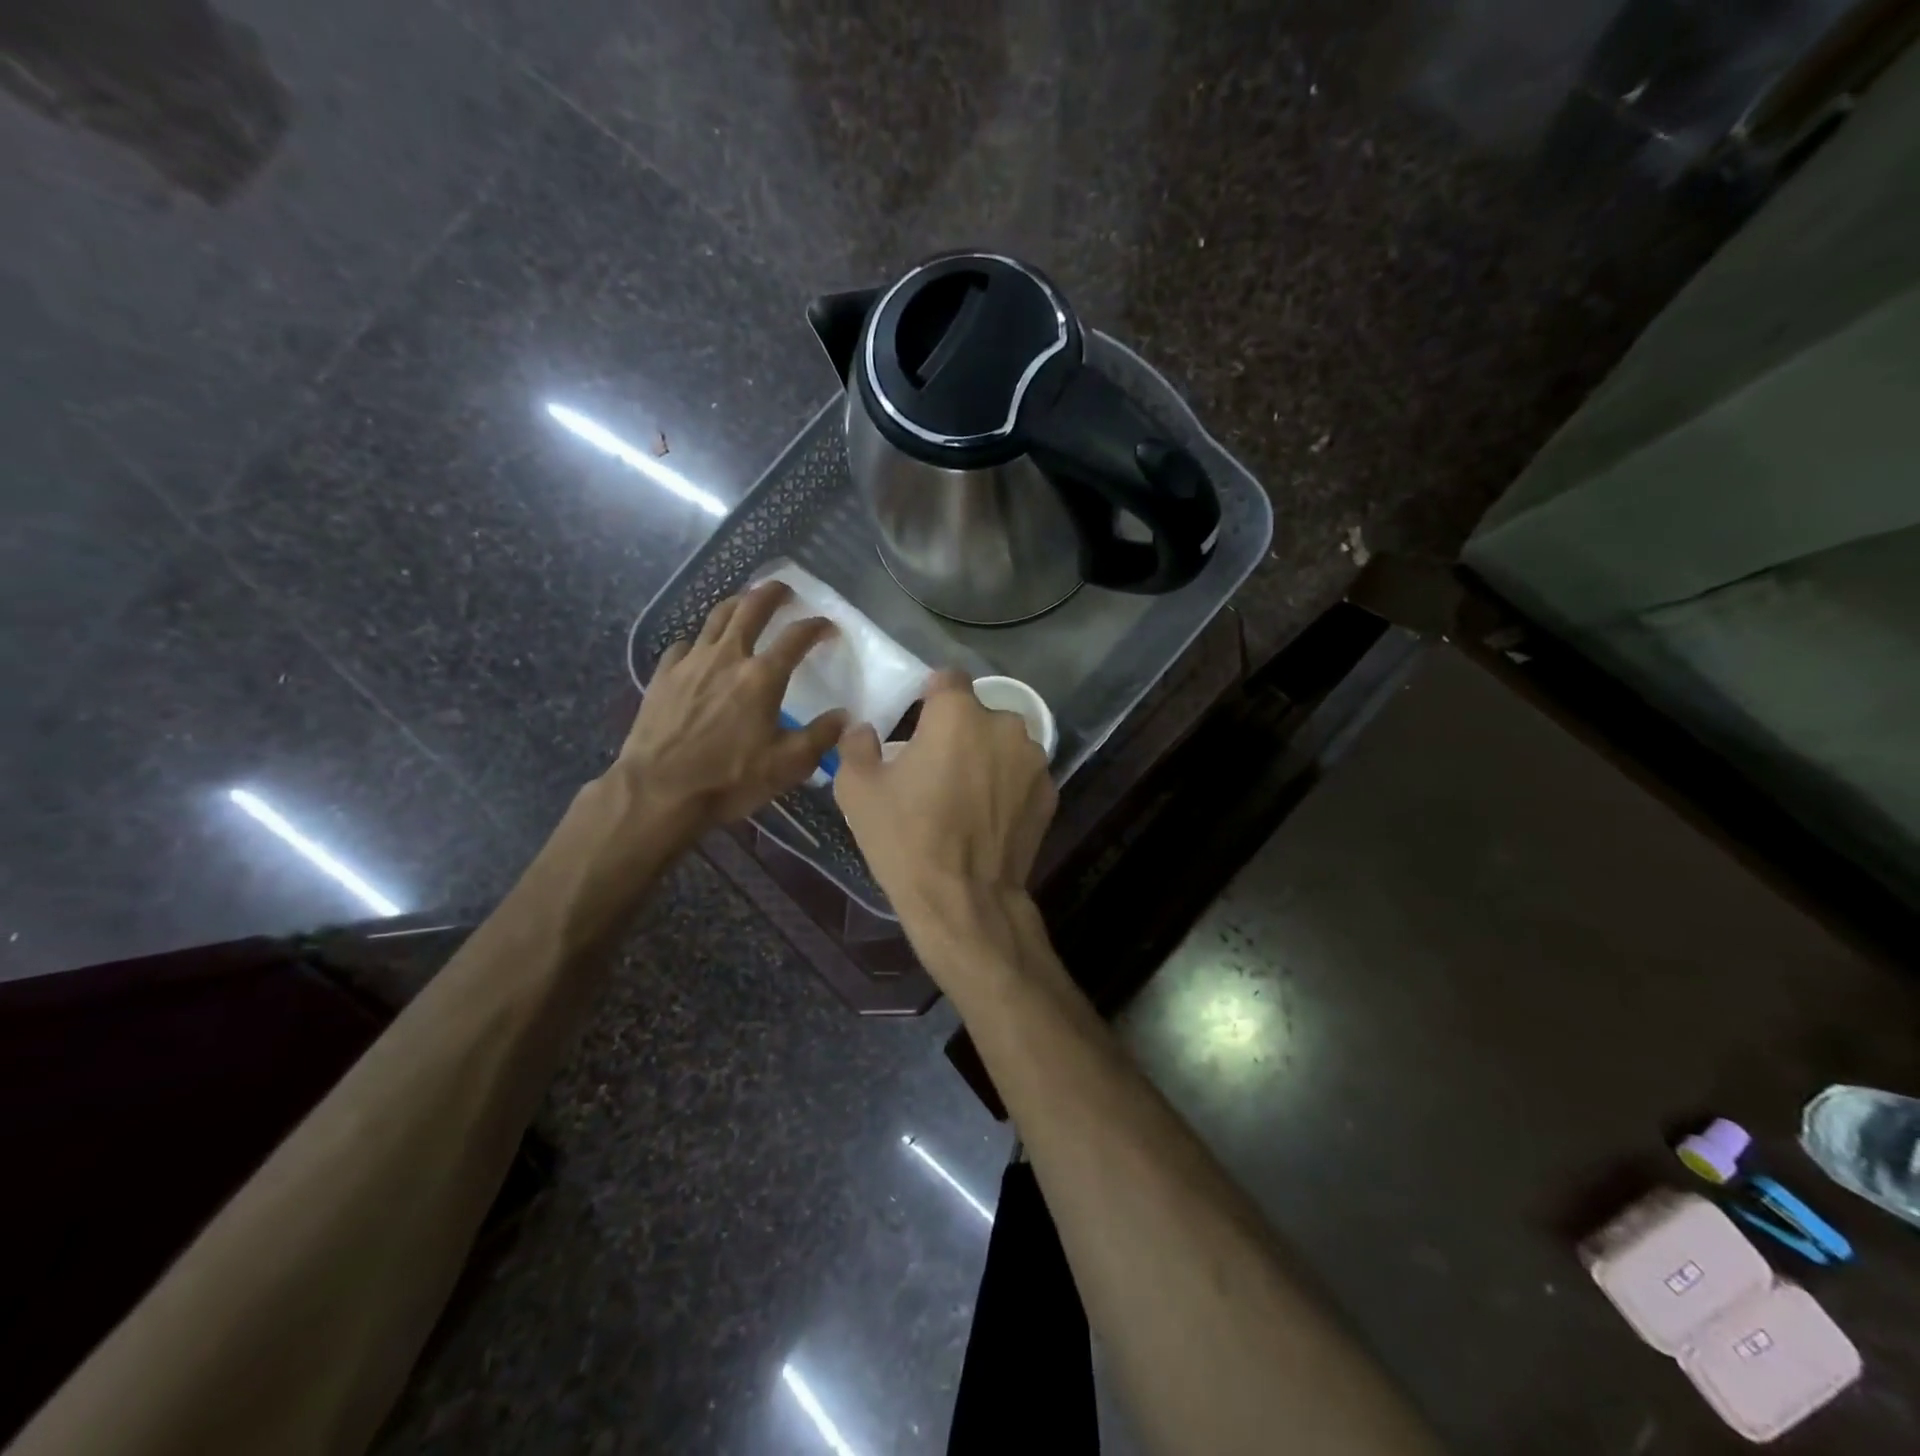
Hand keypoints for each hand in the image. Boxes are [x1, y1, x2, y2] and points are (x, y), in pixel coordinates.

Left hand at [615, 580, 845, 830]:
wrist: (658, 791)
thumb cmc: (729, 779)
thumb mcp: (787, 765)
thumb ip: (820, 736)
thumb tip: (845, 716)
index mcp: (762, 677)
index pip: (796, 637)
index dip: (816, 627)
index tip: (828, 627)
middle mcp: (727, 658)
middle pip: (750, 608)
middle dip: (771, 593)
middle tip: (784, 589)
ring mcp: (690, 663)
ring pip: (716, 619)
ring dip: (736, 605)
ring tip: (745, 602)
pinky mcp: (663, 676)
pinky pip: (684, 645)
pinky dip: (699, 641)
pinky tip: (701, 650)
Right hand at [833, 670, 1056, 921]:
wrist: (964, 900)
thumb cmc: (906, 840)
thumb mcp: (858, 790)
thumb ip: (857, 745)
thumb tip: (865, 729)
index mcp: (958, 715)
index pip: (947, 679)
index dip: (930, 696)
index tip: (917, 722)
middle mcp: (1004, 725)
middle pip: (978, 713)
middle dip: (960, 730)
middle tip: (938, 767)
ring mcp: (1034, 760)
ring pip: (1004, 743)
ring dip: (987, 756)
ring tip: (967, 794)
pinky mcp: (1050, 792)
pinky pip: (1022, 774)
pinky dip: (1008, 785)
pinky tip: (990, 816)